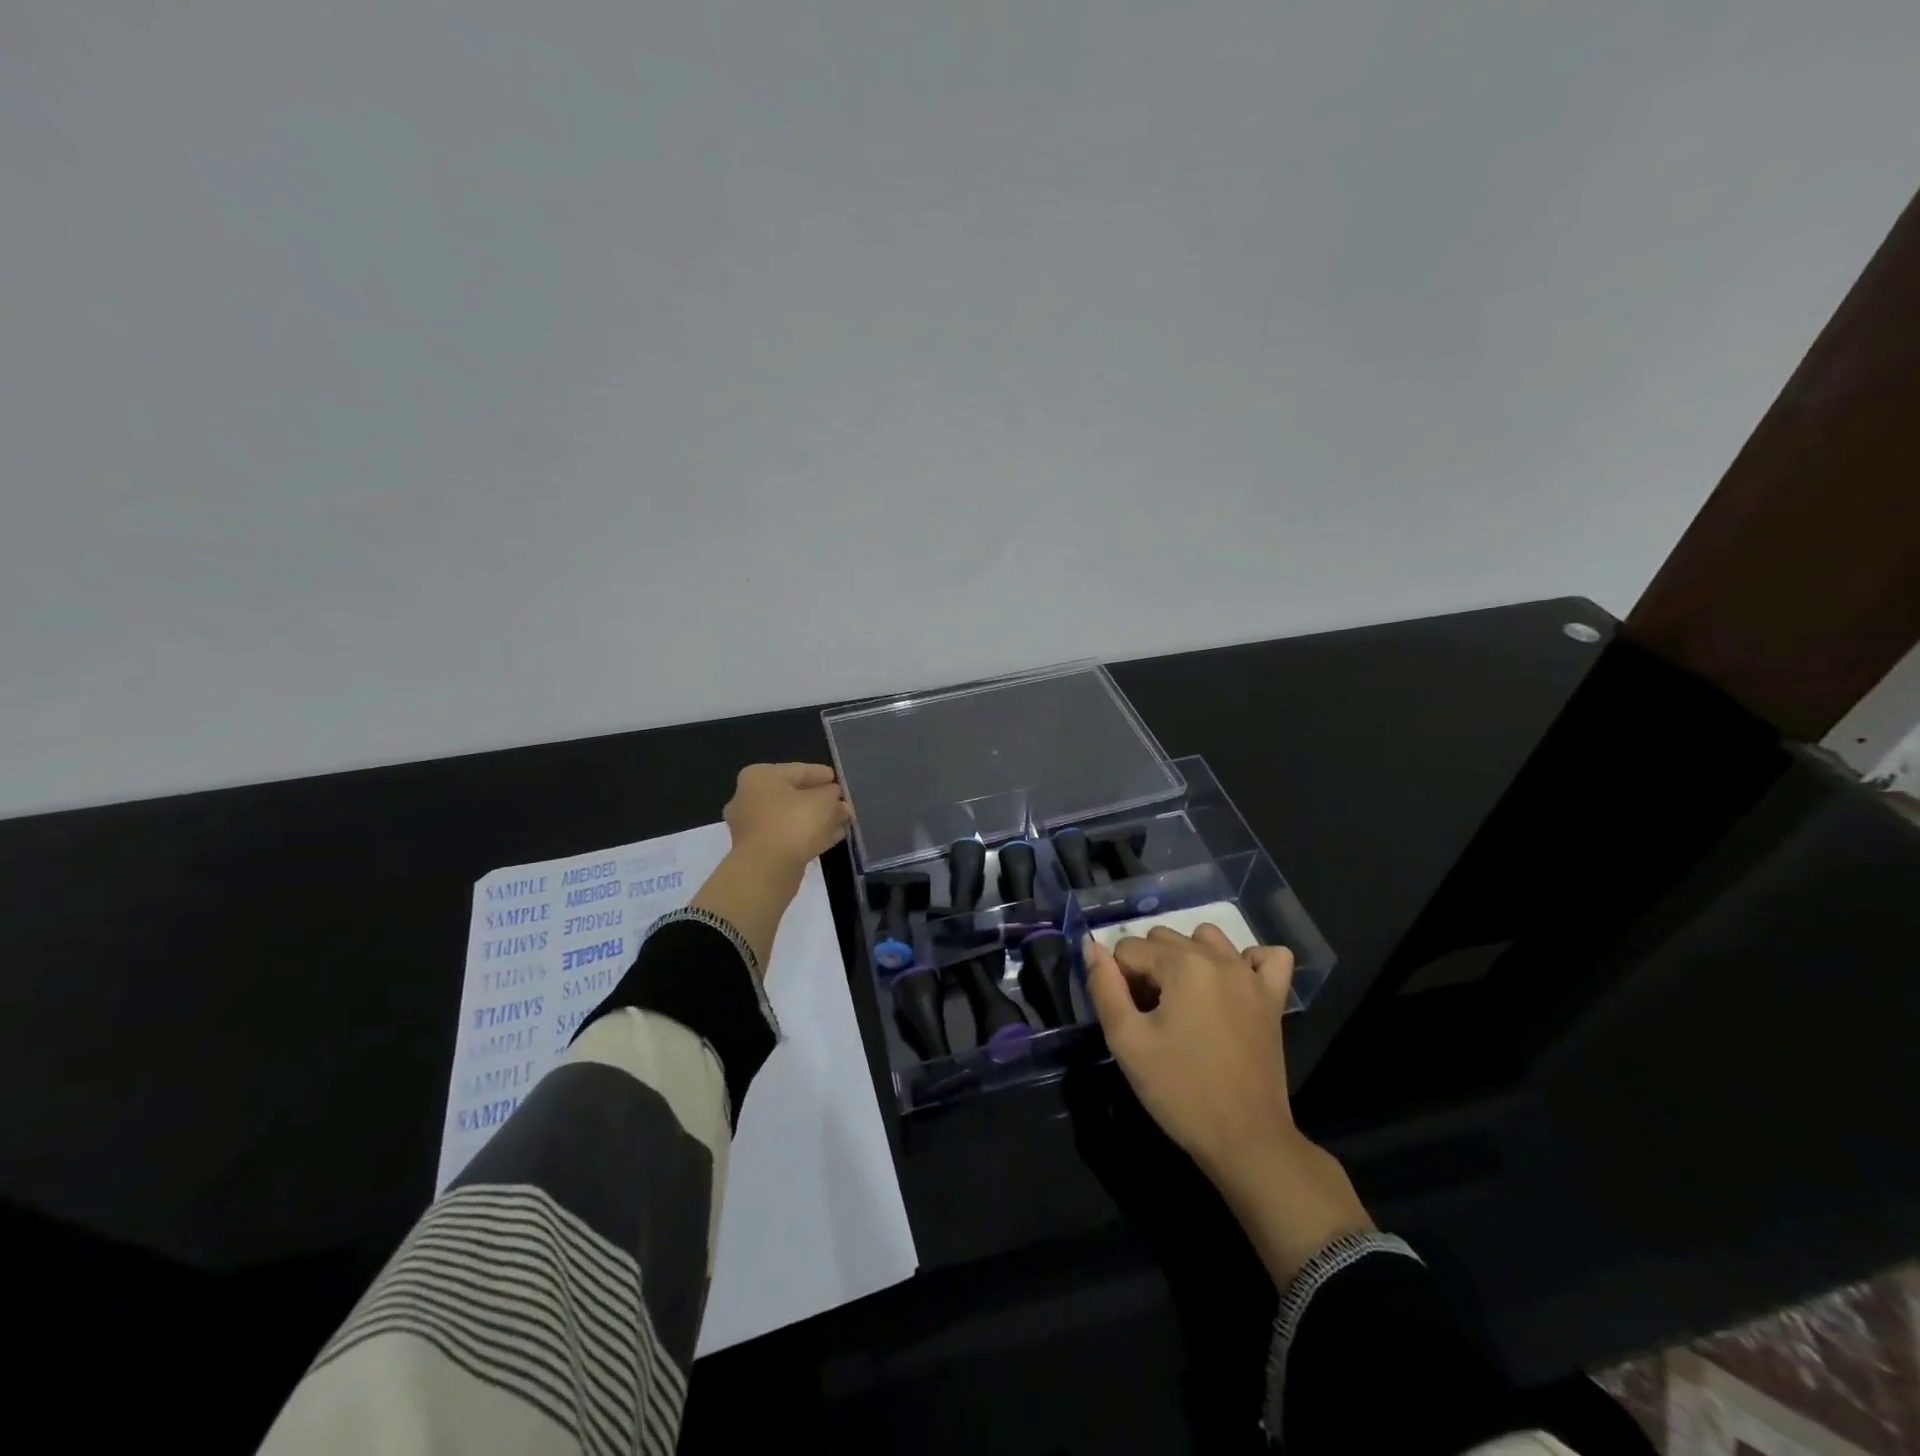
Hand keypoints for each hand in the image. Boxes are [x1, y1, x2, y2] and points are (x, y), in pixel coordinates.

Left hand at [722, 762, 852, 875]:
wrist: (767, 870)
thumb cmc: (794, 823)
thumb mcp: (824, 803)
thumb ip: (834, 798)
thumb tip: (840, 804)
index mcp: (760, 776)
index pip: (799, 770)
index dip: (822, 775)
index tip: (839, 780)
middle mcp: (749, 797)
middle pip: (793, 794)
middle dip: (820, 800)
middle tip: (841, 804)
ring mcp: (751, 826)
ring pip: (792, 817)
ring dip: (816, 820)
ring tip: (841, 822)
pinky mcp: (758, 850)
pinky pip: (788, 836)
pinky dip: (808, 835)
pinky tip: (831, 838)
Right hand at [1084, 926, 1372, 1282]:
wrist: (1246, 1140)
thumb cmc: (1180, 1090)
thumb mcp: (1127, 1041)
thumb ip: (1104, 987)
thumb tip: (1091, 945)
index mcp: (1183, 964)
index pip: (1128, 949)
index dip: (1119, 982)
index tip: (1130, 1019)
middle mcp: (1219, 958)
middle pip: (1163, 939)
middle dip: (1148, 969)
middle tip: (1151, 1017)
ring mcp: (1251, 976)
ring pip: (1206, 938)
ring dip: (1187, 958)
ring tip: (1184, 1001)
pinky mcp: (1274, 998)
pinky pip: (1267, 957)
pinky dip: (1247, 961)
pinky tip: (1232, 986)